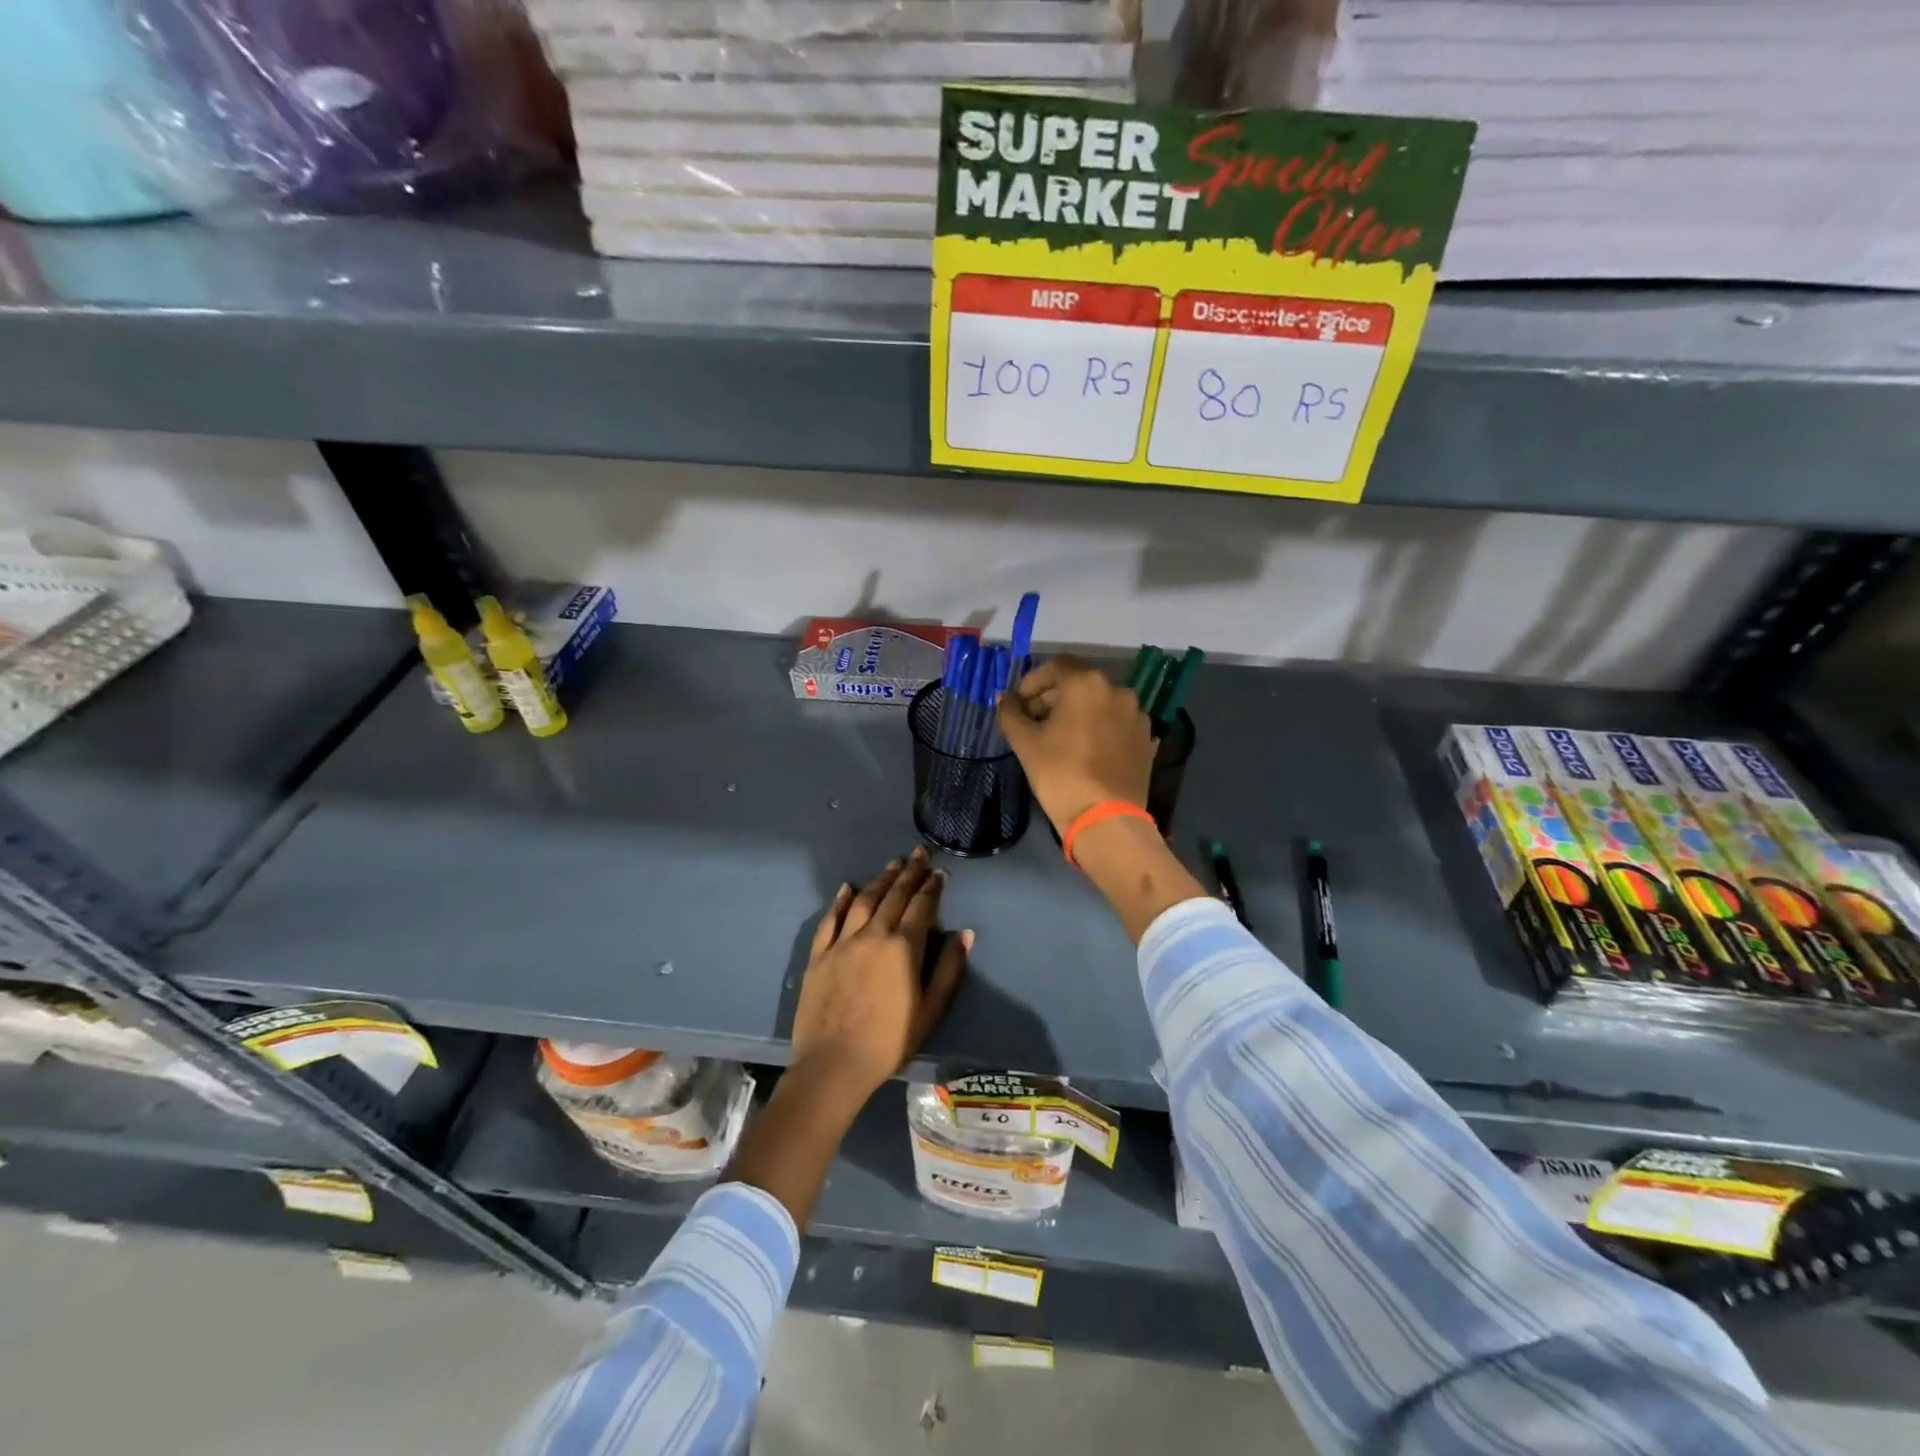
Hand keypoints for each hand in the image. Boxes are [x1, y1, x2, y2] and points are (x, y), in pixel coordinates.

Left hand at [790, 847, 970, 1105]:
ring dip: (880, 880)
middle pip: (893, 897)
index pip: (921, 907)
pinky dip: (840, 901)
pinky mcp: (819, 955)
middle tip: (918, 854)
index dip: (931, 888)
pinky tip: (847, 888)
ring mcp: (842, 943)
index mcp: (903, 948)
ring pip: (863, 901)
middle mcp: (873, 935)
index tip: (939, 872)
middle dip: (908, 874)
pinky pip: (830, 920)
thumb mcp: (930, 1011)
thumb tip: (965, 934)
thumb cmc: (889, 1042)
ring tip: (892, 865)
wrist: (834, 1064)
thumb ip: (948, 970)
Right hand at [996, 657, 1155, 835]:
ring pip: (1100, 702)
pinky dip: (1098, 727)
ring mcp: (1136, 715)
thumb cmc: (1059, 773)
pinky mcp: (1146, 739)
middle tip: (1033, 720)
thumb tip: (1004, 698)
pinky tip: (1084, 750)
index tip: (1019, 703)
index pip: (1056, 665)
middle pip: (1079, 682)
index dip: (1032, 681)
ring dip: (1078, 711)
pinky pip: (1116, 723)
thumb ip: (1011, 713)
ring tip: (1059, 737)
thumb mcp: (1025, 742)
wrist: (1105, 818)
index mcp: (1087, 683)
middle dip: (1053, 696)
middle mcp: (1117, 690)